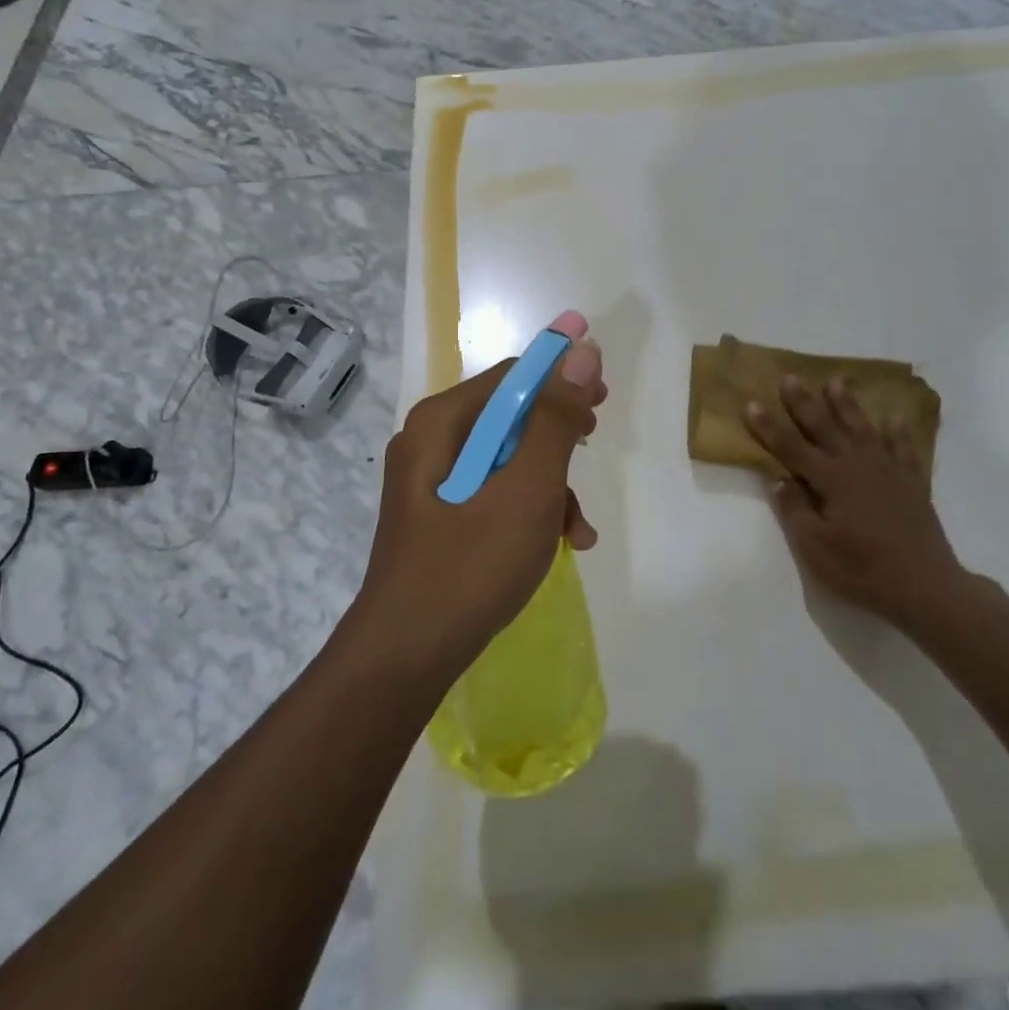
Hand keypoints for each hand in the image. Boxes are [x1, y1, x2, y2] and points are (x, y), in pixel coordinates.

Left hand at [355, 311, 605, 680]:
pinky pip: (492, 492)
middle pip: (509, 415)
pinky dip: (527, 508)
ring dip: (549, 483)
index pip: (512, 375)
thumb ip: (556, 418)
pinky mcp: (438, 515)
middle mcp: (430, 441)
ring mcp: (431, 481)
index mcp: (441, 422)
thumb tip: (583, 351)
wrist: (405, 658)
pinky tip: (557, 543)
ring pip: (507, 458)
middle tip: (593, 446)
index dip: (561, 378)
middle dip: (558, 434)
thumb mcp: (527, 488)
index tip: (602, 400)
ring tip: (576, 527)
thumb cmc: (470, 566)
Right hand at [746, 375, 968, 632]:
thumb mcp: (816, 548)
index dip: (769, 427)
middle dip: (804, 402)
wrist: (926, 587)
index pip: (791, 448)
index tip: (751, 403)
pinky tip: (894, 416)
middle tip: (790, 377)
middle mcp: (857, 465)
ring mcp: (888, 470)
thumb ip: (795, 509)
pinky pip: (903, 448)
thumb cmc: (864, 570)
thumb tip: (779, 479)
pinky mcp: (911, 482)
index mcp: (831, 480)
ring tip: (836, 380)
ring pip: (862, 428)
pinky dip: (898, 431)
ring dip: (847, 404)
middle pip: (825, 427)